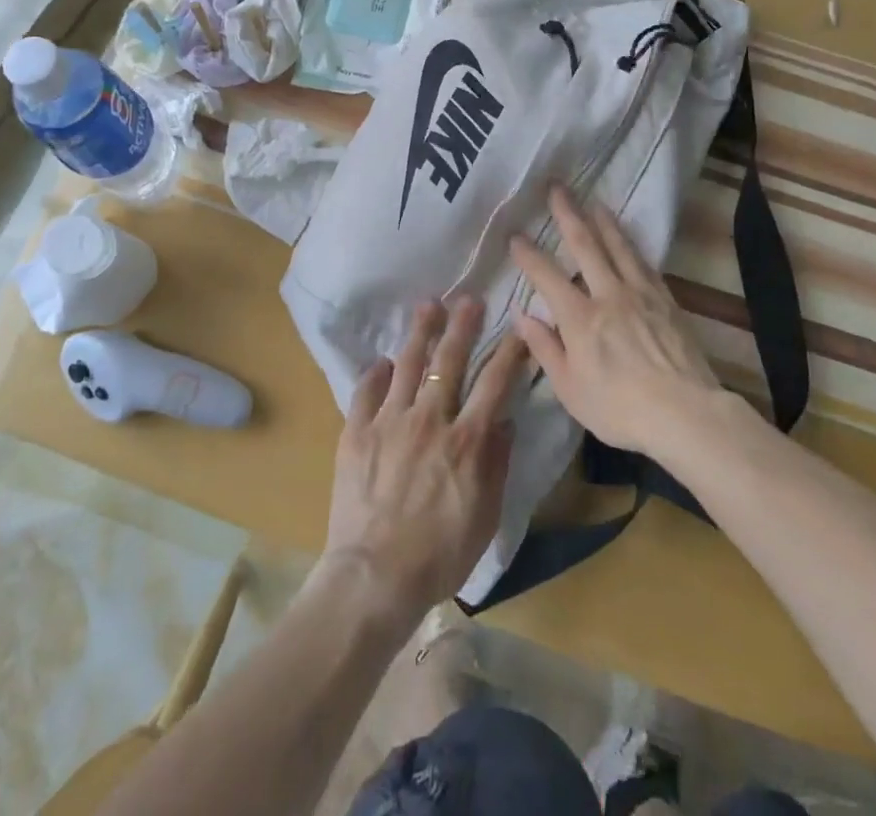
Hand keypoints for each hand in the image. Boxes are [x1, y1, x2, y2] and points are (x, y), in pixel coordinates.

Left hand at [321, 299, 527, 628]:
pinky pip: (366, 391)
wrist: (374, 577)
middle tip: (467, 300)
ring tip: (427, 306)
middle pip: (448, 360)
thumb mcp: (485, 516)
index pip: (494, 382)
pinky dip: (375, 374)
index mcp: (466, 440)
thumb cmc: (439, 555)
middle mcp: (430, 419)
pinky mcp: (356, 432)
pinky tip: (381, 362)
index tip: (518, 327)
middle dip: (462, 326)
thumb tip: (503, 421)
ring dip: (419, 332)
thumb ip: (497, 464)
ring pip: (407, 364)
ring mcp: (389, 421)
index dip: (509, 351)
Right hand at [510, 186, 722, 460]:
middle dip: (568, 214)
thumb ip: (545, 348)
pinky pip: (644, 263)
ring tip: (594, 201)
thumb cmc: (619, 408)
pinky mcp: (666, 300)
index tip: (515, 235)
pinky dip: (632, 245)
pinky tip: (629, 240)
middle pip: (585, 245)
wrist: (685, 413)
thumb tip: (522, 315)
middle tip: (557, 188)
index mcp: (579, 318)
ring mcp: (640, 294)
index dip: (528, 254)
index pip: (546, 276)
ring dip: (604, 221)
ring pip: (619, 247)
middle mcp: (608, 295)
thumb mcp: (570, 389)